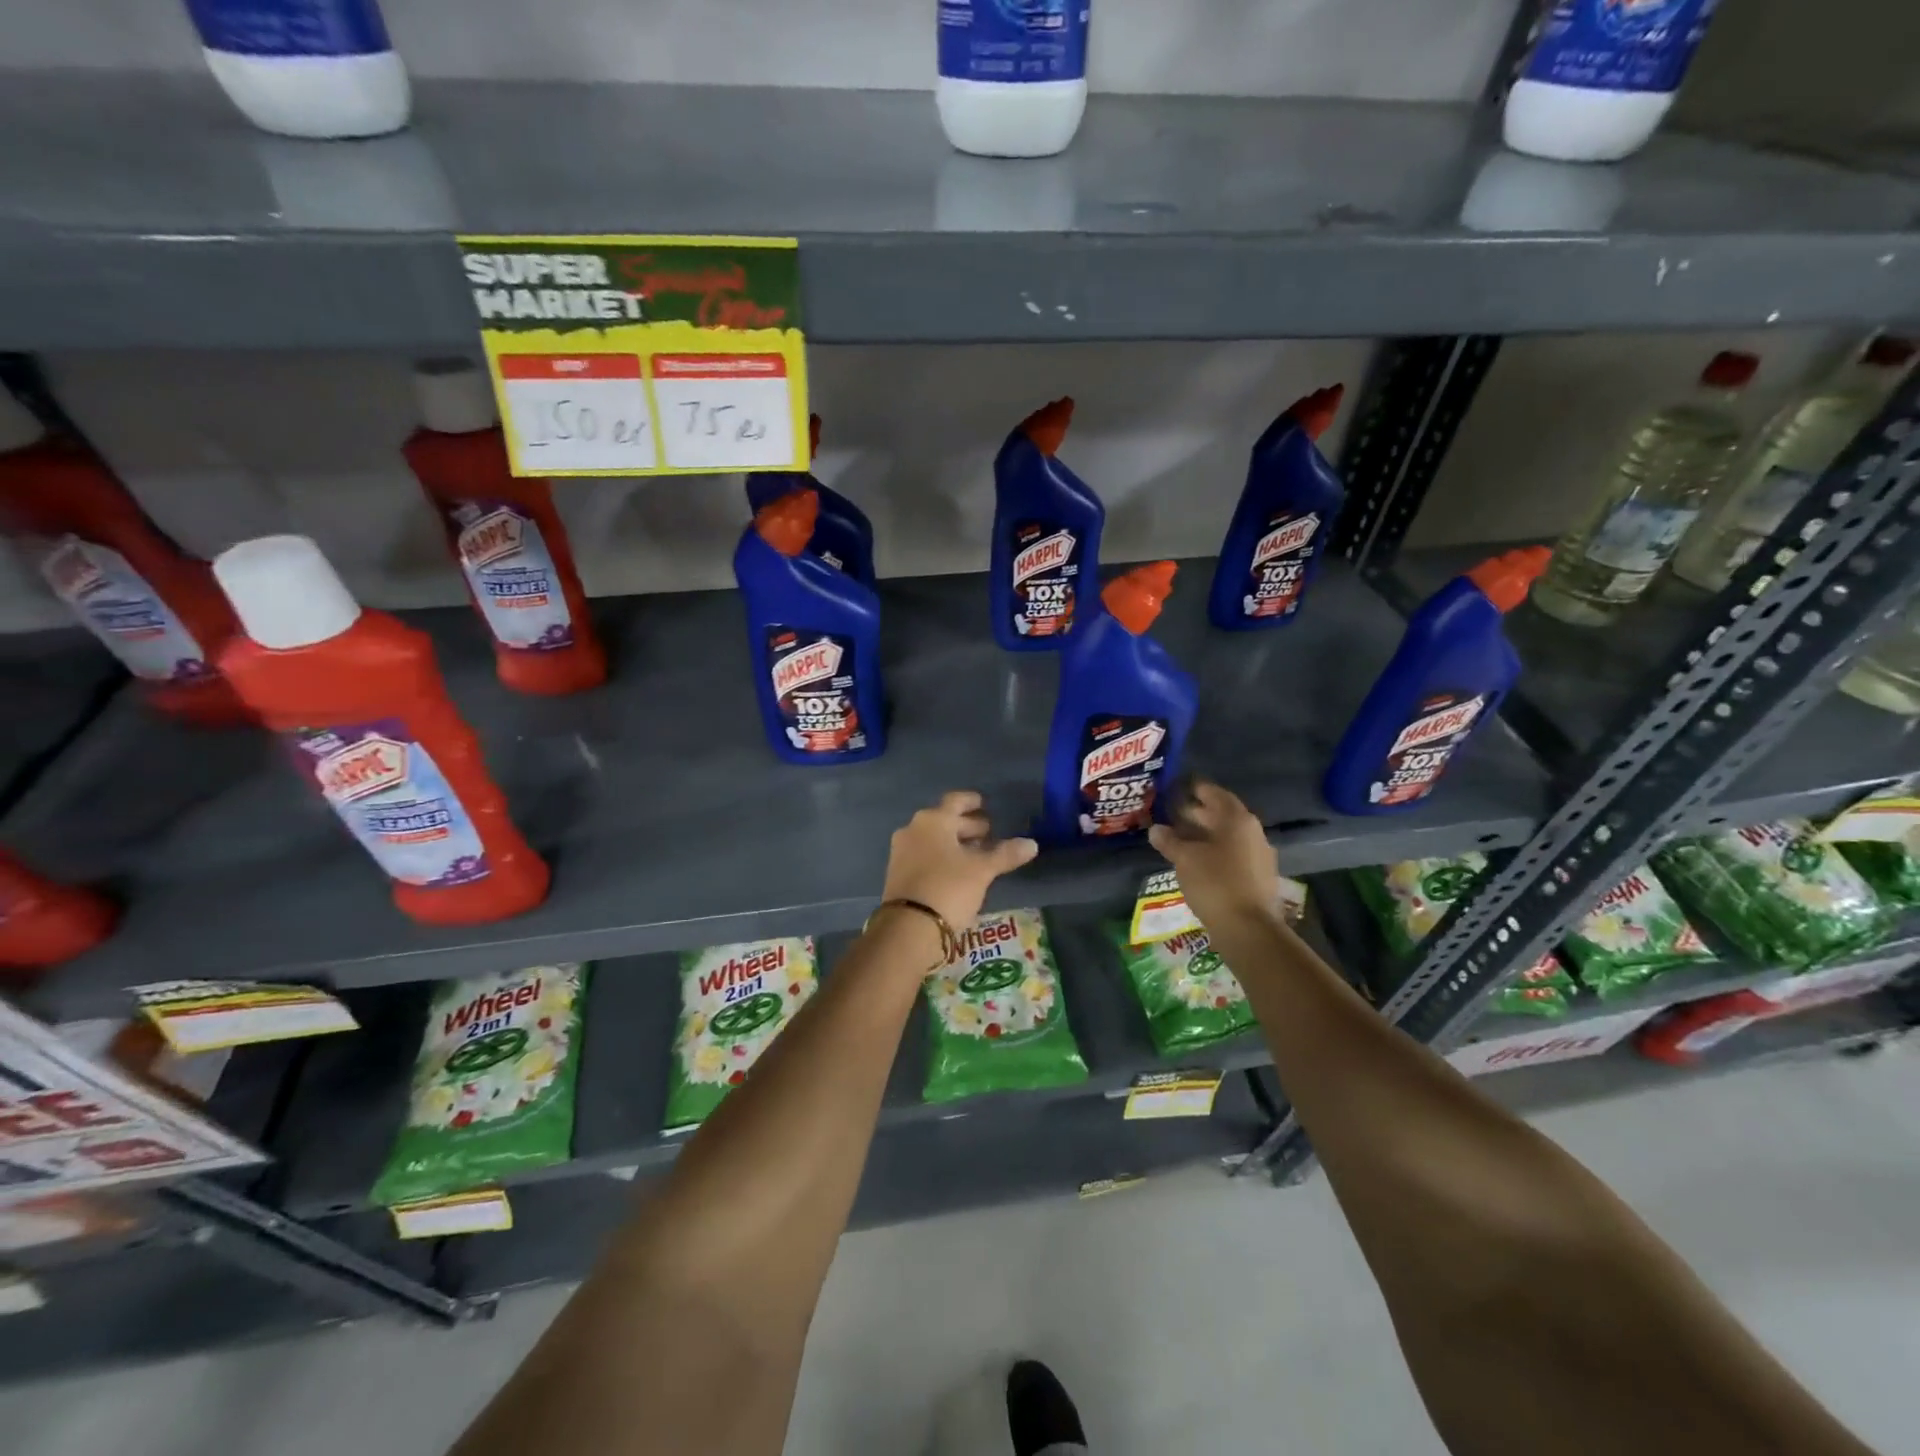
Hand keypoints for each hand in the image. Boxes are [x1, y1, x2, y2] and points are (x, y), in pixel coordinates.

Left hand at [881, 791, 1037, 932]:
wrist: (909, 927)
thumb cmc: (949, 887)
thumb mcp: (982, 870)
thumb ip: (1006, 854)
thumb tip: (1032, 844)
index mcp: (933, 820)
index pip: (955, 801)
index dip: (971, 801)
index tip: (984, 803)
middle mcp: (913, 829)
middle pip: (944, 820)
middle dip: (966, 826)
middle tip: (988, 833)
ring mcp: (901, 851)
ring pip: (933, 839)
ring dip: (955, 843)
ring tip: (977, 854)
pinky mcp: (897, 873)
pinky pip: (924, 855)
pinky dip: (941, 857)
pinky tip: (957, 871)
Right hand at [1147, 780, 1280, 930]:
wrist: (1249, 929)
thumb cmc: (1215, 883)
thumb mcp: (1185, 859)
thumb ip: (1170, 841)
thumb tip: (1156, 829)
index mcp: (1237, 820)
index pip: (1215, 794)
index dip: (1196, 789)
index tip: (1178, 787)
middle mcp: (1252, 832)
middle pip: (1223, 815)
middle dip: (1199, 813)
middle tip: (1174, 813)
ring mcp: (1259, 856)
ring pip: (1228, 837)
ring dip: (1206, 835)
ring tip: (1181, 839)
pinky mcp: (1258, 878)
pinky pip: (1233, 856)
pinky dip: (1215, 853)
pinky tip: (1198, 862)